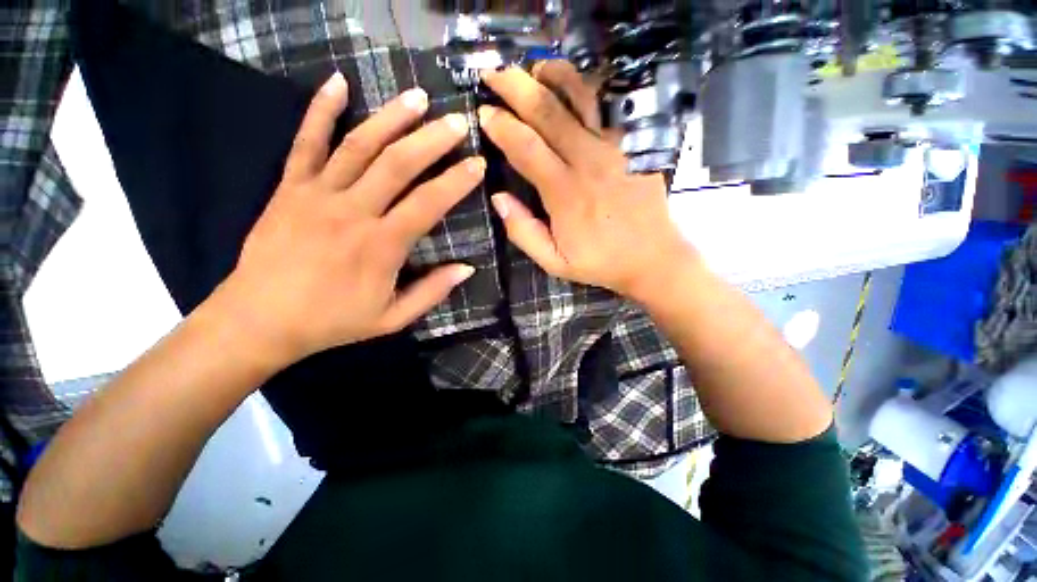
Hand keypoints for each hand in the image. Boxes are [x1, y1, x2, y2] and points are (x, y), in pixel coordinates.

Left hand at [215, 72, 483, 363]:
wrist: (260, 319)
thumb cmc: (332, 321)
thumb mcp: (393, 318)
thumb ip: (432, 291)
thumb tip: (467, 268)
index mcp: (381, 246)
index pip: (428, 203)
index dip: (456, 182)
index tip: (478, 164)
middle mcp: (353, 212)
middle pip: (398, 164)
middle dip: (432, 139)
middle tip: (457, 121)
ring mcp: (317, 194)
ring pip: (359, 145)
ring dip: (391, 118)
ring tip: (417, 97)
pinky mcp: (289, 187)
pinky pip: (305, 141)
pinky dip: (320, 109)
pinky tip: (338, 83)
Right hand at [479, 63, 697, 301]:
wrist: (652, 258)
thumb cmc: (600, 262)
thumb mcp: (554, 262)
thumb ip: (523, 232)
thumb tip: (498, 198)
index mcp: (564, 193)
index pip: (525, 148)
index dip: (501, 126)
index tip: (484, 113)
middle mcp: (588, 162)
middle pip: (548, 112)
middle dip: (516, 88)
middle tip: (494, 75)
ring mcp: (615, 149)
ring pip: (582, 98)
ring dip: (554, 77)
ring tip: (534, 70)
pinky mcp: (635, 146)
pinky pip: (611, 107)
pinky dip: (590, 88)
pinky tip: (575, 84)